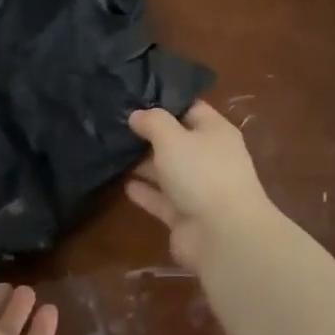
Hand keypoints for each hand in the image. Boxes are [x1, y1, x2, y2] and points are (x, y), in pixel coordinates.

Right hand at [125, 101, 274, 268]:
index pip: (190, 108)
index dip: (164, 103)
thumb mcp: (172, 137)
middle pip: (177, 141)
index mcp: (215, 132)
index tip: (134, 99)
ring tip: (112, 152)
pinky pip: (162, 199)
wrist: (222, 235)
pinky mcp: (185, 216)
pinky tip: (123, 184)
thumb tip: (137, 115)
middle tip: (115, 125)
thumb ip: (152, 122)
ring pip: (168, 171)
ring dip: (144, 164)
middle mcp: (209, 157)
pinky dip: (145, 192)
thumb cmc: (201, 173)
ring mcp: (198, 189)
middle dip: (149, 135)